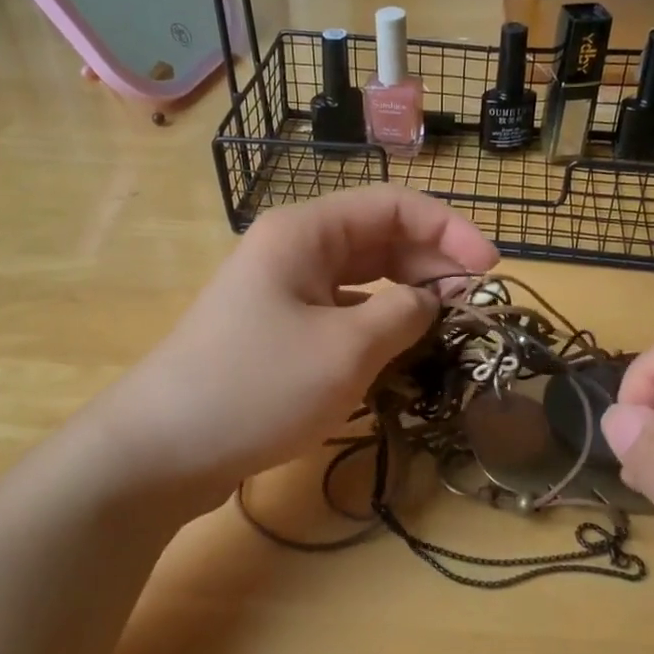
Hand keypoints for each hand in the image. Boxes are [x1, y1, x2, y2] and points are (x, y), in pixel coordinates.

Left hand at [91, 187, 498, 513]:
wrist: (163, 449)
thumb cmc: (256, 387)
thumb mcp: (346, 349)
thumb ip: (403, 313)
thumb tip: (432, 300)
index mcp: (306, 231)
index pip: (394, 205)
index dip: (449, 230)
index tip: (490, 271)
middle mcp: (293, 249)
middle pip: (378, 237)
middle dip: (431, 262)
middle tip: (473, 303)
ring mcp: (281, 291)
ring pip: (361, 276)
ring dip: (407, 294)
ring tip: (446, 324)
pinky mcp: (276, 330)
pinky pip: (341, 310)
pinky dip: (377, 322)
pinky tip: (399, 347)